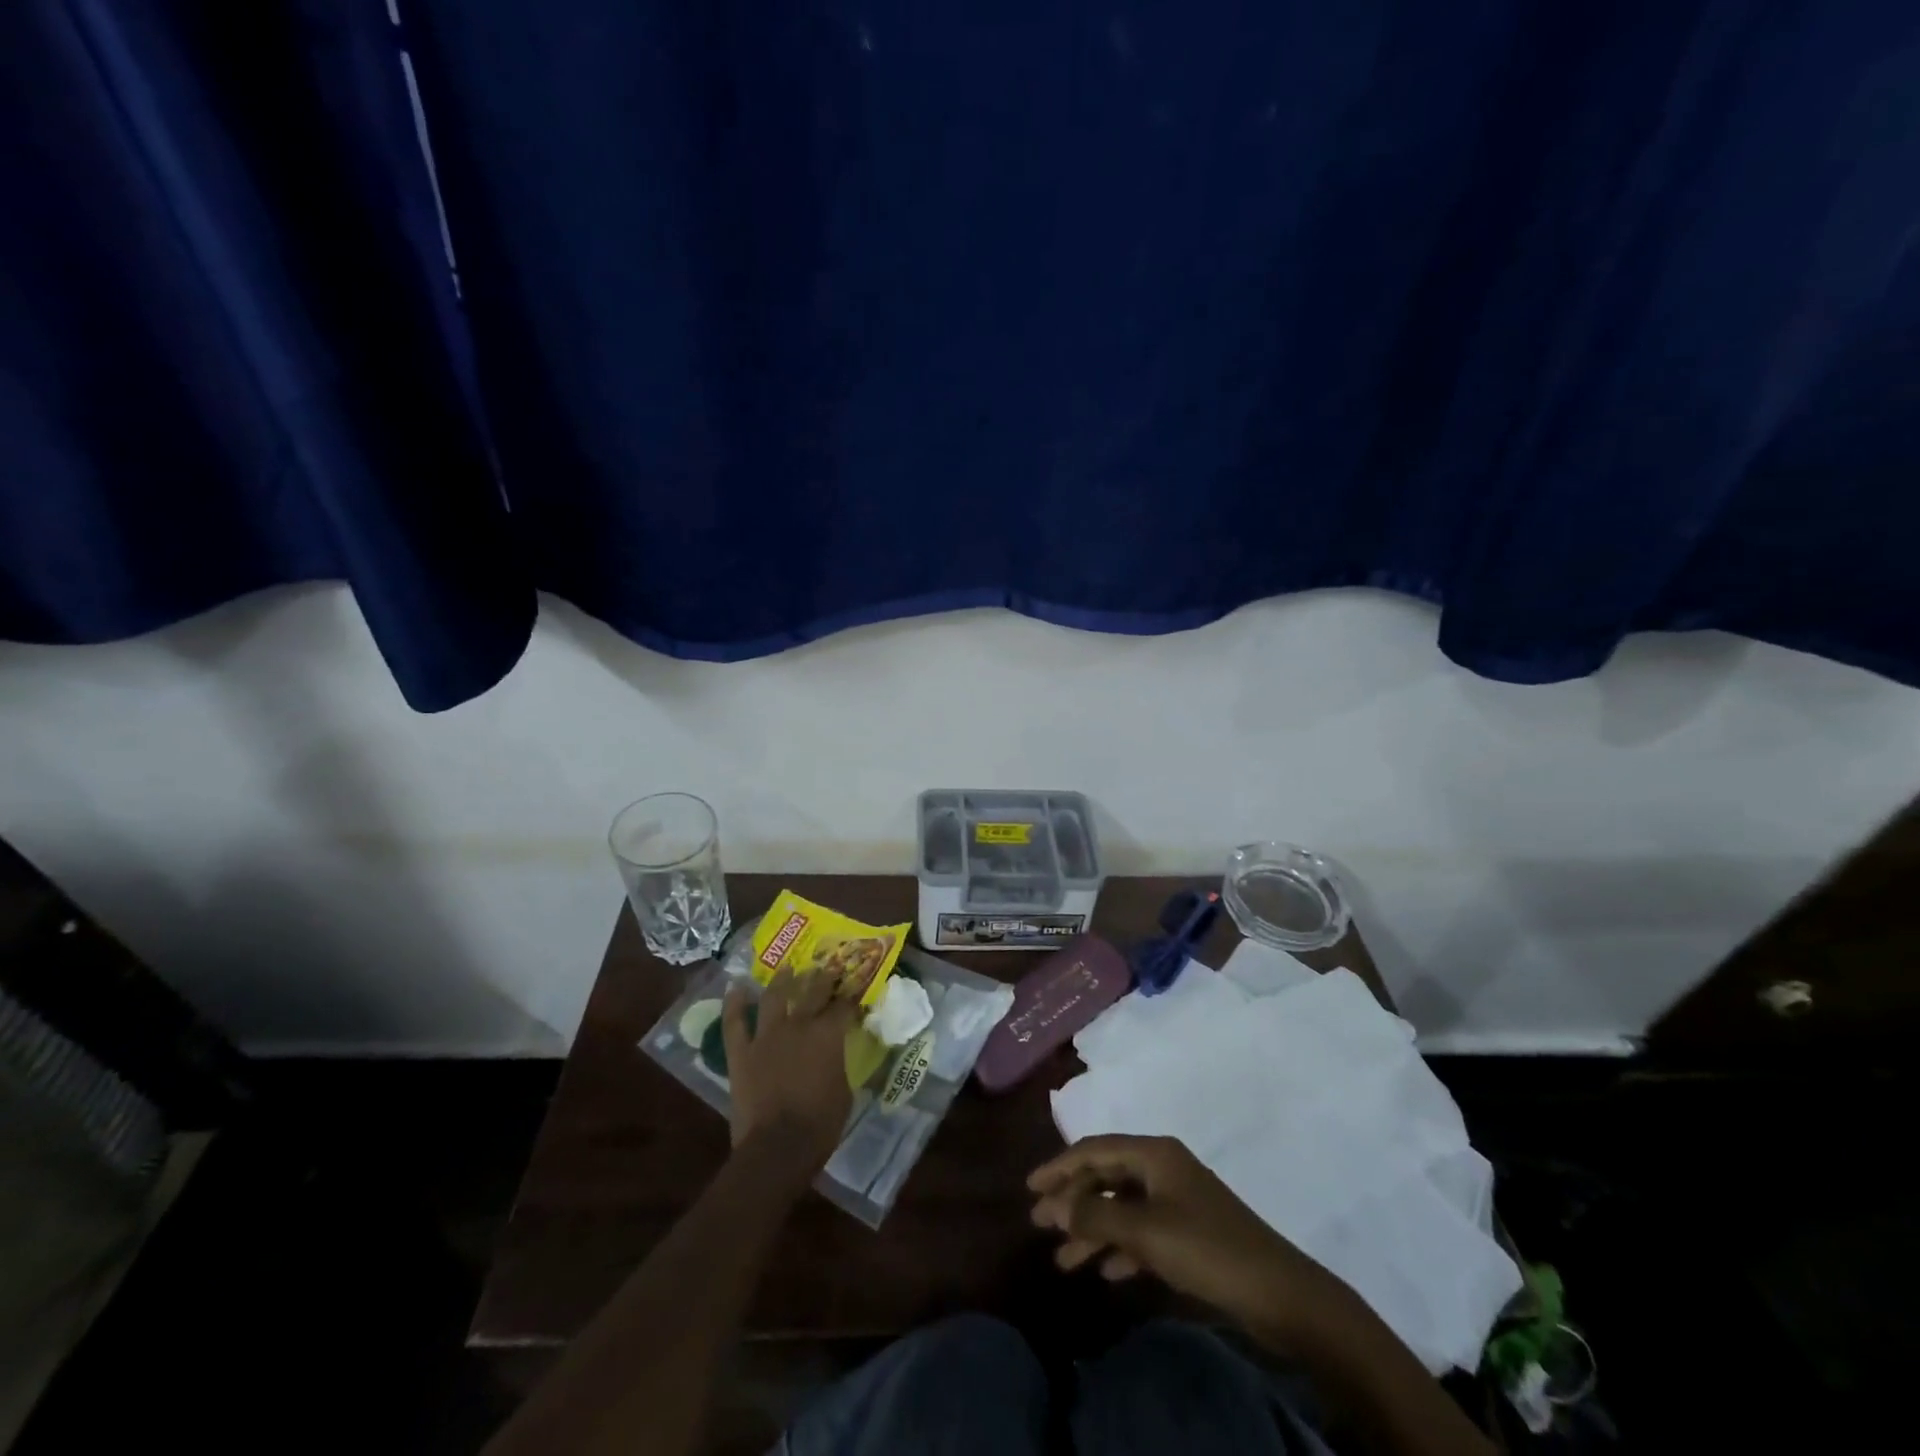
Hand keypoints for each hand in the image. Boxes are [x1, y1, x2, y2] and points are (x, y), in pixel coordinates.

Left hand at [723, 968, 857, 1173]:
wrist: (777, 1149)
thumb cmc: (820, 1125)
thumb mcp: (845, 1091)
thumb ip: (839, 1064)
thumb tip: (837, 1054)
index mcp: (828, 1035)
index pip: (844, 1006)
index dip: (852, 996)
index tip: (856, 989)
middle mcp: (798, 1026)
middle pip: (812, 991)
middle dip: (823, 977)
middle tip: (829, 966)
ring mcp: (766, 1036)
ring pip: (774, 997)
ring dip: (782, 980)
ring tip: (787, 968)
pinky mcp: (741, 1052)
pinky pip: (734, 1022)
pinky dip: (733, 1003)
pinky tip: (735, 987)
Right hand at [1029, 1135, 1351, 1347]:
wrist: (1279, 1293)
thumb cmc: (1208, 1249)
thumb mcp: (1146, 1231)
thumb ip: (1097, 1216)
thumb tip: (1057, 1206)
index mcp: (1154, 1153)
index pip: (1095, 1149)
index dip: (1060, 1166)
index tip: (1030, 1187)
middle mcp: (1163, 1168)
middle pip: (1106, 1177)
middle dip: (1073, 1201)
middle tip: (1040, 1224)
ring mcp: (1177, 1200)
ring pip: (1122, 1208)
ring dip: (1093, 1230)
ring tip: (1063, 1259)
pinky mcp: (1189, 1233)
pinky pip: (1142, 1232)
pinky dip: (1121, 1247)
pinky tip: (1106, 1270)